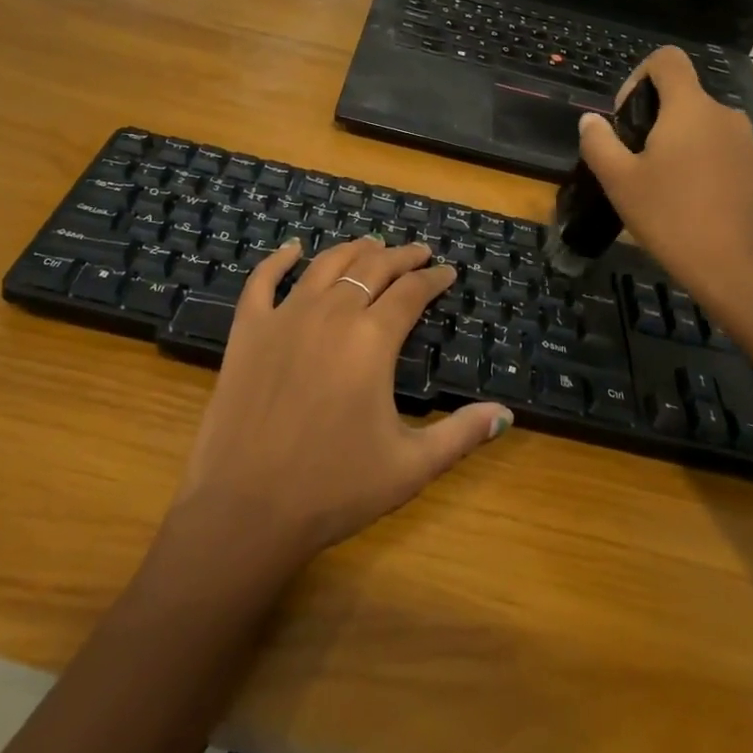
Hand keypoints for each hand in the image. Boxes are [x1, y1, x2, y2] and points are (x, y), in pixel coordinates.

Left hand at [169, 237, 512, 571]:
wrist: (246, 508)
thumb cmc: (334, 488)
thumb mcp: (410, 466)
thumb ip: (462, 434)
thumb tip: (506, 414)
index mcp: (372, 338)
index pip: (412, 292)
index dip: (433, 278)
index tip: (447, 272)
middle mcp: (331, 312)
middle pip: (373, 267)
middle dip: (401, 256)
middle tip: (418, 252)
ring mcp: (285, 316)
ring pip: (326, 265)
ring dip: (354, 250)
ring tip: (371, 244)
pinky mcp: (249, 329)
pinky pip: (262, 280)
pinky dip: (279, 258)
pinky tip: (293, 248)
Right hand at [578, 46, 752, 324]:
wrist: (740, 271)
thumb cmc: (673, 218)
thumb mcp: (619, 181)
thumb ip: (599, 142)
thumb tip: (590, 120)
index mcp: (690, 107)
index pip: (666, 59)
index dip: (638, 76)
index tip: (626, 117)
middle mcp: (723, 114)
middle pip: (682, 94)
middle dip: (652, 118)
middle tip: (633, 161)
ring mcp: (746, 141)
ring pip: (700, 124)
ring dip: (676, 141)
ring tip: (659, 184)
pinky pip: (719, 147)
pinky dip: (699, 160)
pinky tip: (688, 200)